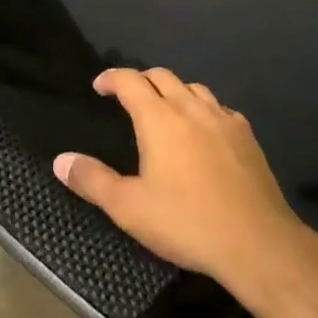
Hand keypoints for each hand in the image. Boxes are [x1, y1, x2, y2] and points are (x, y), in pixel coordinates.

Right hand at [55, 68, 313, 288]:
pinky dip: (203, 109)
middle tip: (128, 95)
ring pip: (194, 88)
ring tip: (165, 109)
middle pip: (163, 76)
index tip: (99, 86)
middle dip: (141, 79)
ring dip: (174, 90)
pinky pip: (220, 108)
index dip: (112, 78)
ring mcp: (223, 118)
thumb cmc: (186, 222)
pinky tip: (204, 130)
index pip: (131, 81)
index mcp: (160, 118)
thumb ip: (92, 181)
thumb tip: (61, 161)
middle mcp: (191, 108)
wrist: (256, 240)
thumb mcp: (129, 208)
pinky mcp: (247, 135)